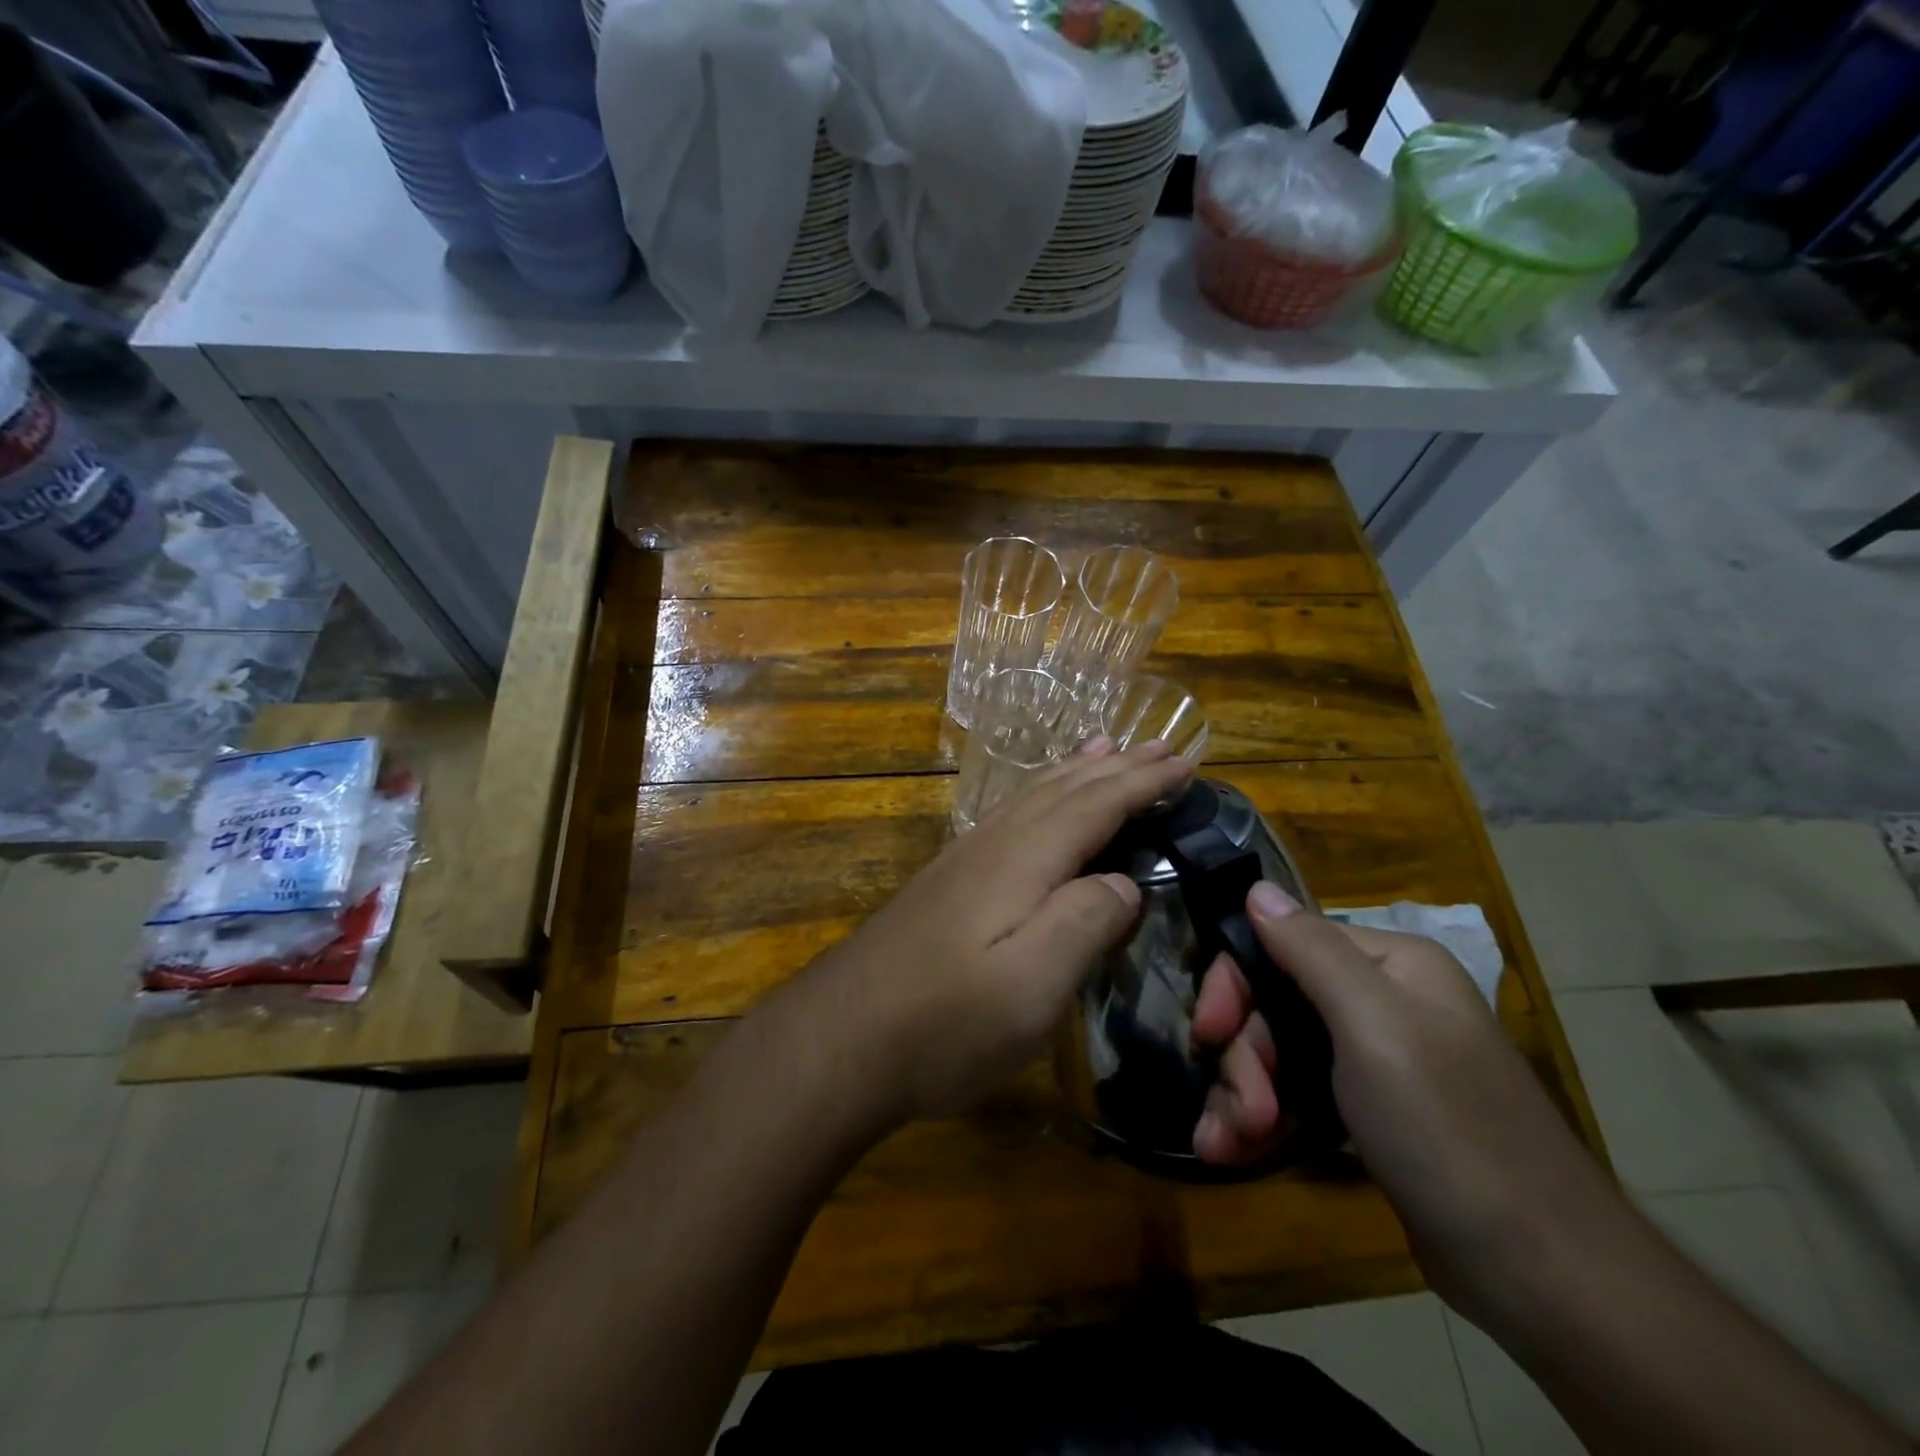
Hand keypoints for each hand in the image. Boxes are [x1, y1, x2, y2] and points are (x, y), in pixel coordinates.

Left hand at [818, 740, 1193, 1123]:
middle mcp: (993, 844)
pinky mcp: (946, 883)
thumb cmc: (943, 1022)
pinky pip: (1009, 817)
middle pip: (1064, 790)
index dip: (1141, 781)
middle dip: (1115, 766)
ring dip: (1075, 772)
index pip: (1095, 804)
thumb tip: (1126, 882)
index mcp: (1023, 860)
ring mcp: (963, 860)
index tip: (1185, 761)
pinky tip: (1037, 808)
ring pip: (1031, 797)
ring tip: (1103, 749)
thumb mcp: (1029, 986)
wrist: (839, 1039)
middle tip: (1159, 744)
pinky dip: (1039, 797)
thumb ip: (1083, 922)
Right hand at [1191, 886, 1614, 1314]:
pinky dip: (1259, 1119)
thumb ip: (1309, 951)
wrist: (1539, 1274)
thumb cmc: (1448, 1129)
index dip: (1235, 983)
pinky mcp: (1367, 1113)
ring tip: (1228, 1143)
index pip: (1281, 942)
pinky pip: (1293, 1093)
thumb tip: (1256, 886)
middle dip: (1243, 1056)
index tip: (1206, 1031)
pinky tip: (1235, 1149)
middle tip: (1239, 1113)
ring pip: (1275, 1052)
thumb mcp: (1374, 1027)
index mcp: (1389, 964)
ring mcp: (1373, 1058)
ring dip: (1241, 1094)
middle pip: (1273, 1003)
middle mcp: (1379, 1000)